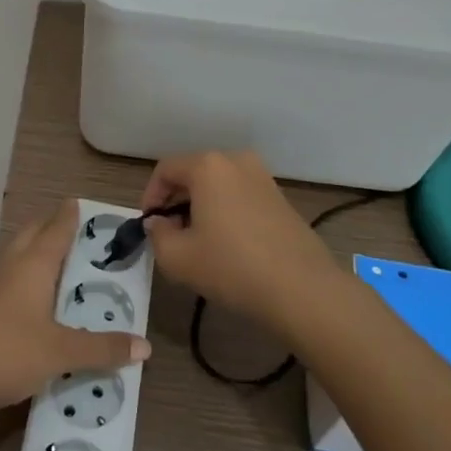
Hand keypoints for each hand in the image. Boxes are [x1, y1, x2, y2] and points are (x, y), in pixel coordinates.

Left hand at [0, 199, 150, 418]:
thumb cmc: (9, 352)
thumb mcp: (62, 352)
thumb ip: (103, 349)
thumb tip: (145, 347)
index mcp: (33, 266)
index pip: (55, 230)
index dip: (69, 216)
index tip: (81, 203)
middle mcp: (12, 268)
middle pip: (32, 235)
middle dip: (51, 227)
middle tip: (77, 230)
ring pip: (19, 257)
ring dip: (38, 252)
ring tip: (64, 261)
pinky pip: (12, 280)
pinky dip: (29, 277)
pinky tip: (40, 298)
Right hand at [140, 151, 342, 334]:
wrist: (302, 289)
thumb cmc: (231, 267)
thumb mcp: (177, 257)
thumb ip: (156, 235)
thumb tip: (158, 224)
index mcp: (208, 166)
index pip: (165, 170)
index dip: (150, 197)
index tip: (148, 226)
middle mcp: (236, 161)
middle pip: (193, 174)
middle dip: (175, 202)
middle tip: (170, 235)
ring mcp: (263, 177)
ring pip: (218, 186)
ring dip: (201, 207)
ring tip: (198, 243)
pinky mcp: (280, 198)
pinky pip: (240, 196)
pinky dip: (226, 212)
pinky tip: (227, 245)